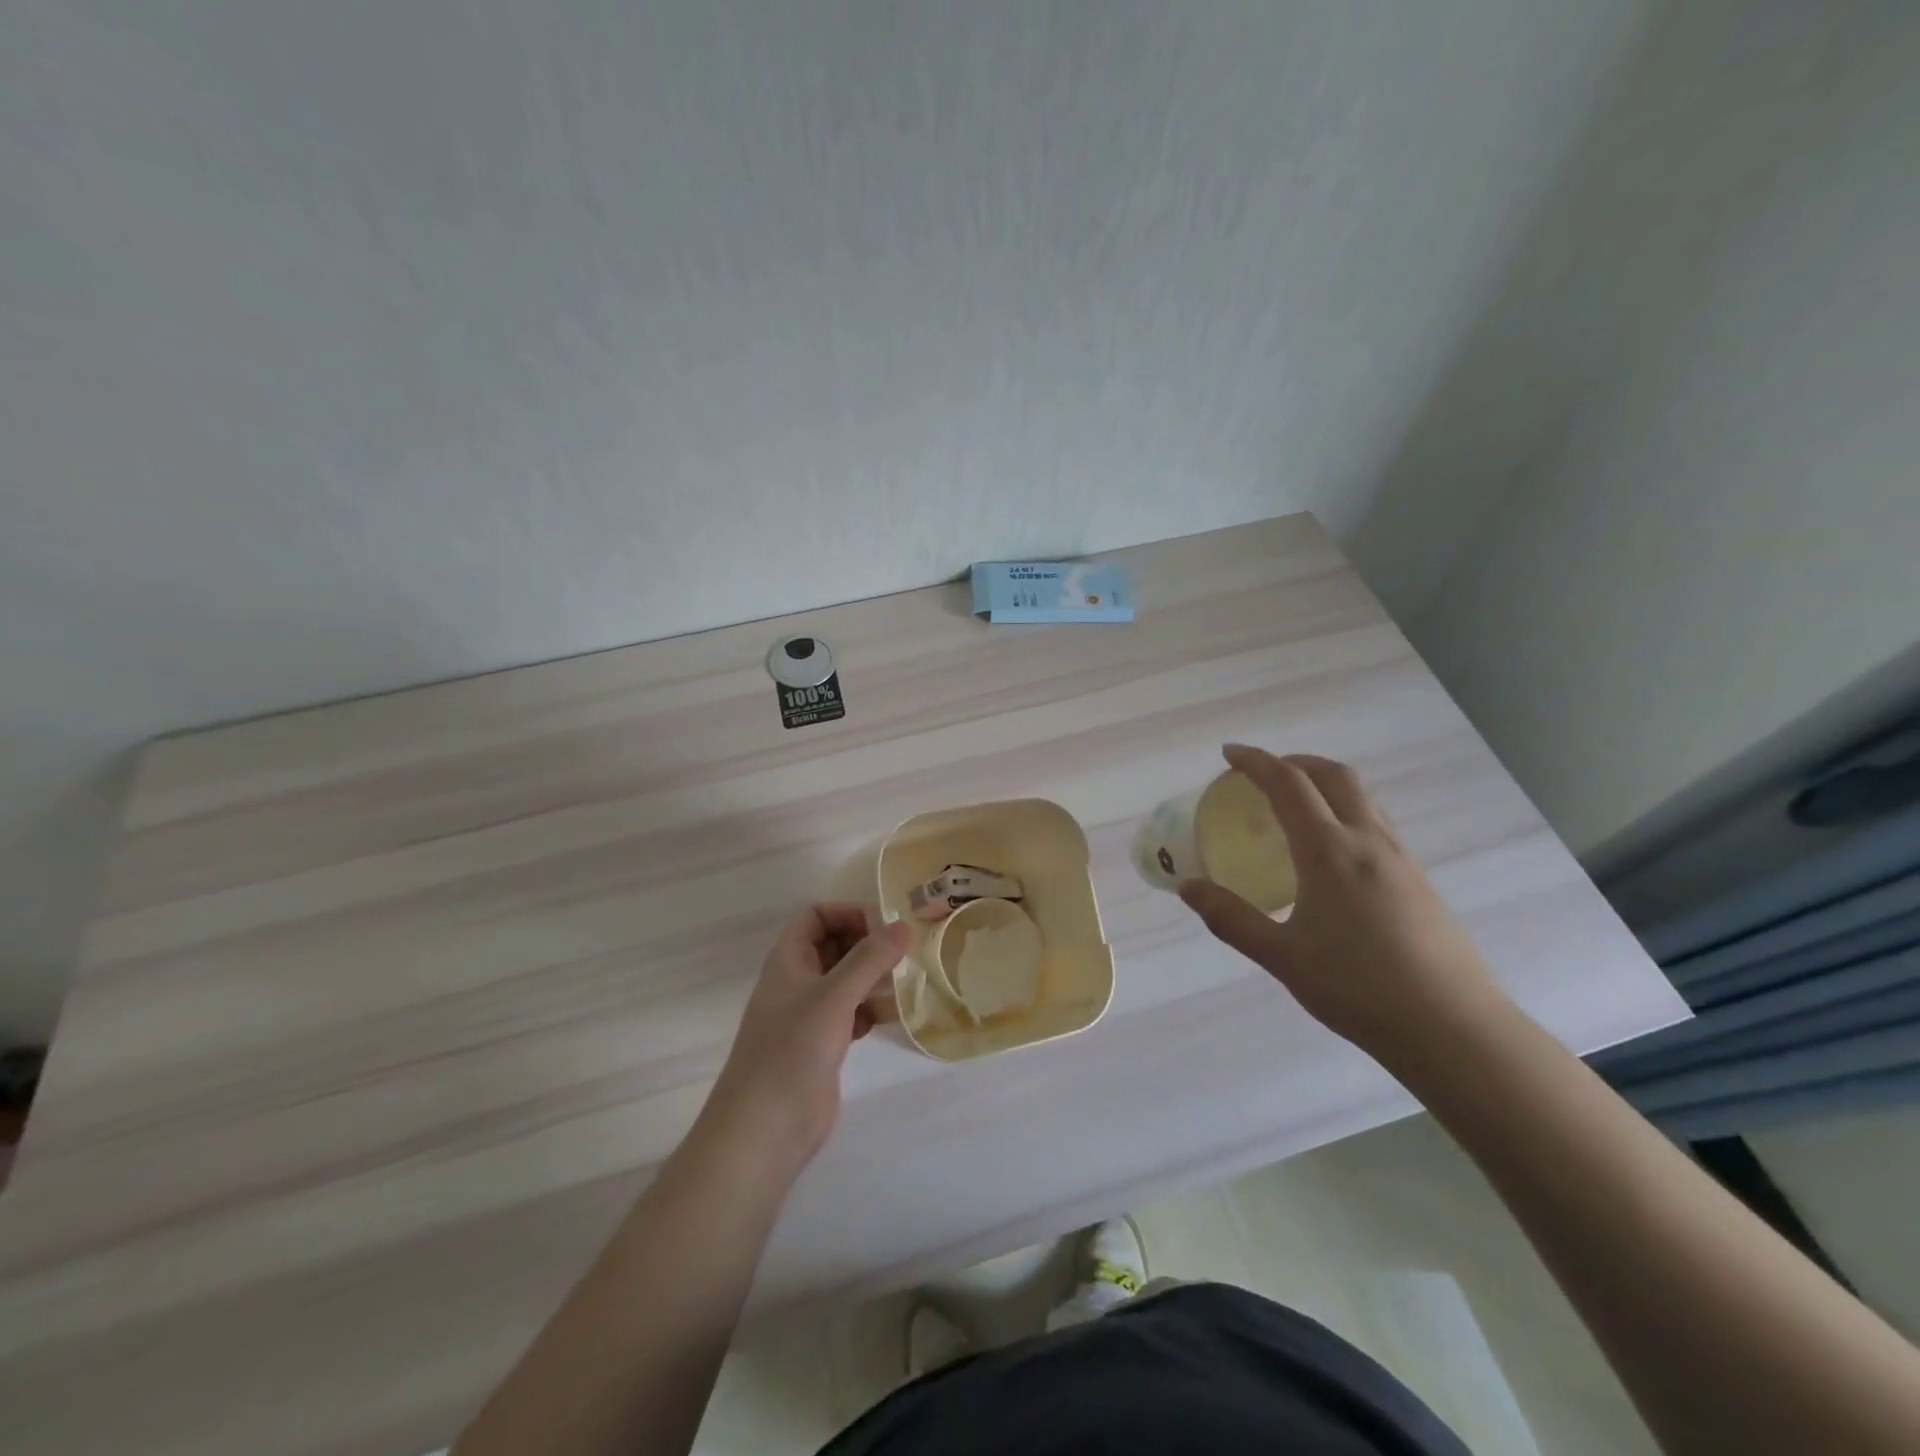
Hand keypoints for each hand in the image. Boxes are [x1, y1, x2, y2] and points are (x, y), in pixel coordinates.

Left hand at [699, 904, 911, 1173]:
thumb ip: (870, 959)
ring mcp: (808, 1015)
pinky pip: (849, 1013)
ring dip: (872, 977)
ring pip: (844, 980)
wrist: (764, 1131)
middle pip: (833, 945)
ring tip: (905, 982)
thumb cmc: (792, 1051)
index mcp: (788, 960)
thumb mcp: (834, 996)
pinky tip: (888, 1017)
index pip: (815, 916)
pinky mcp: (821, 1045)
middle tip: (903, 953)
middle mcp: (796, 981)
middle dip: (866, 945)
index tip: (884, 928)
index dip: (847, 913)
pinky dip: (869, 1009)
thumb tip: (904, 925)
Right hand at [1178, 745, 1508, 1053]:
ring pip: (1361, 797)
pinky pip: (1375, 822)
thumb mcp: (1282, 957)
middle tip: (1262, 773)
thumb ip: (1231, 918)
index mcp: (1329, 851)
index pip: (1289, 785)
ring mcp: (1401, 858)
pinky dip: (1344, 811)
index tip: (1229, 754)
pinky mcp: (1419, 879)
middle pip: (1333, 775)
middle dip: (1294, 762)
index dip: (1256, 762)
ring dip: (1323, 783)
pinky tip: (1331, 851)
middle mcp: (1368, 841)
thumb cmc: (1359, 989)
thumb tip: (1188, 888)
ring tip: (1294, 805)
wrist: (1454, 1029)